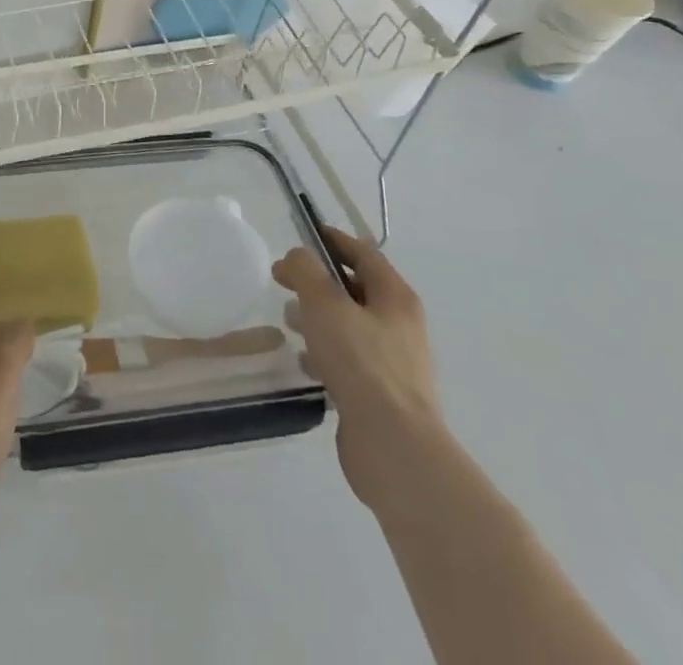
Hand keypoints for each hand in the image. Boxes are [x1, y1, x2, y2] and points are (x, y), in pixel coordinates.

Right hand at [273, 226, 445, 512]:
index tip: (303, 234)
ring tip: (288, 321)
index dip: (333, 239)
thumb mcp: (325, 305)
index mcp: (395, 297)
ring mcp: (394, 362)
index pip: (363, 253)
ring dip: (319, 318)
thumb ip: (306, 272)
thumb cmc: (361, 363)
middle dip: (319, 282)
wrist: (395, 448)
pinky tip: (303, 362)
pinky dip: (325, 354)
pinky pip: (349, 361)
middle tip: (283, 281)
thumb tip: (297, 257)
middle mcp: (400, 325)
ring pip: (350, 326)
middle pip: (356, 289)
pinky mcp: (381, 395)